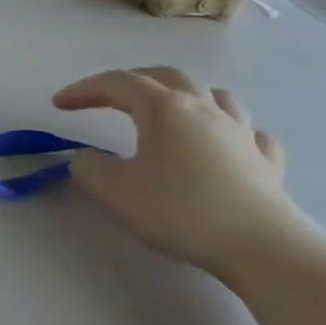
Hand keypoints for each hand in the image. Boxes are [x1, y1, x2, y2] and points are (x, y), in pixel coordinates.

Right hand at [53, 66, 313, 276]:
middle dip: (131, 81)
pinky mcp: (267, 162)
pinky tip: (221, 144)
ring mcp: (242, 133)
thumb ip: (89, 167)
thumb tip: (90, 158)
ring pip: (213, 96)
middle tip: (107, 98)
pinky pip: (248, 132)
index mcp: (164, 108)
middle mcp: (204, 109)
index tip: (59, 104)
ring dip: (184, 97)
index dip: (83, 89)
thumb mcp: (113, 191)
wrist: (262, 247)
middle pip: (166, 77)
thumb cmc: (180, 211)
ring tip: (167, 113)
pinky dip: (228, 130)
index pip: (117, 83)